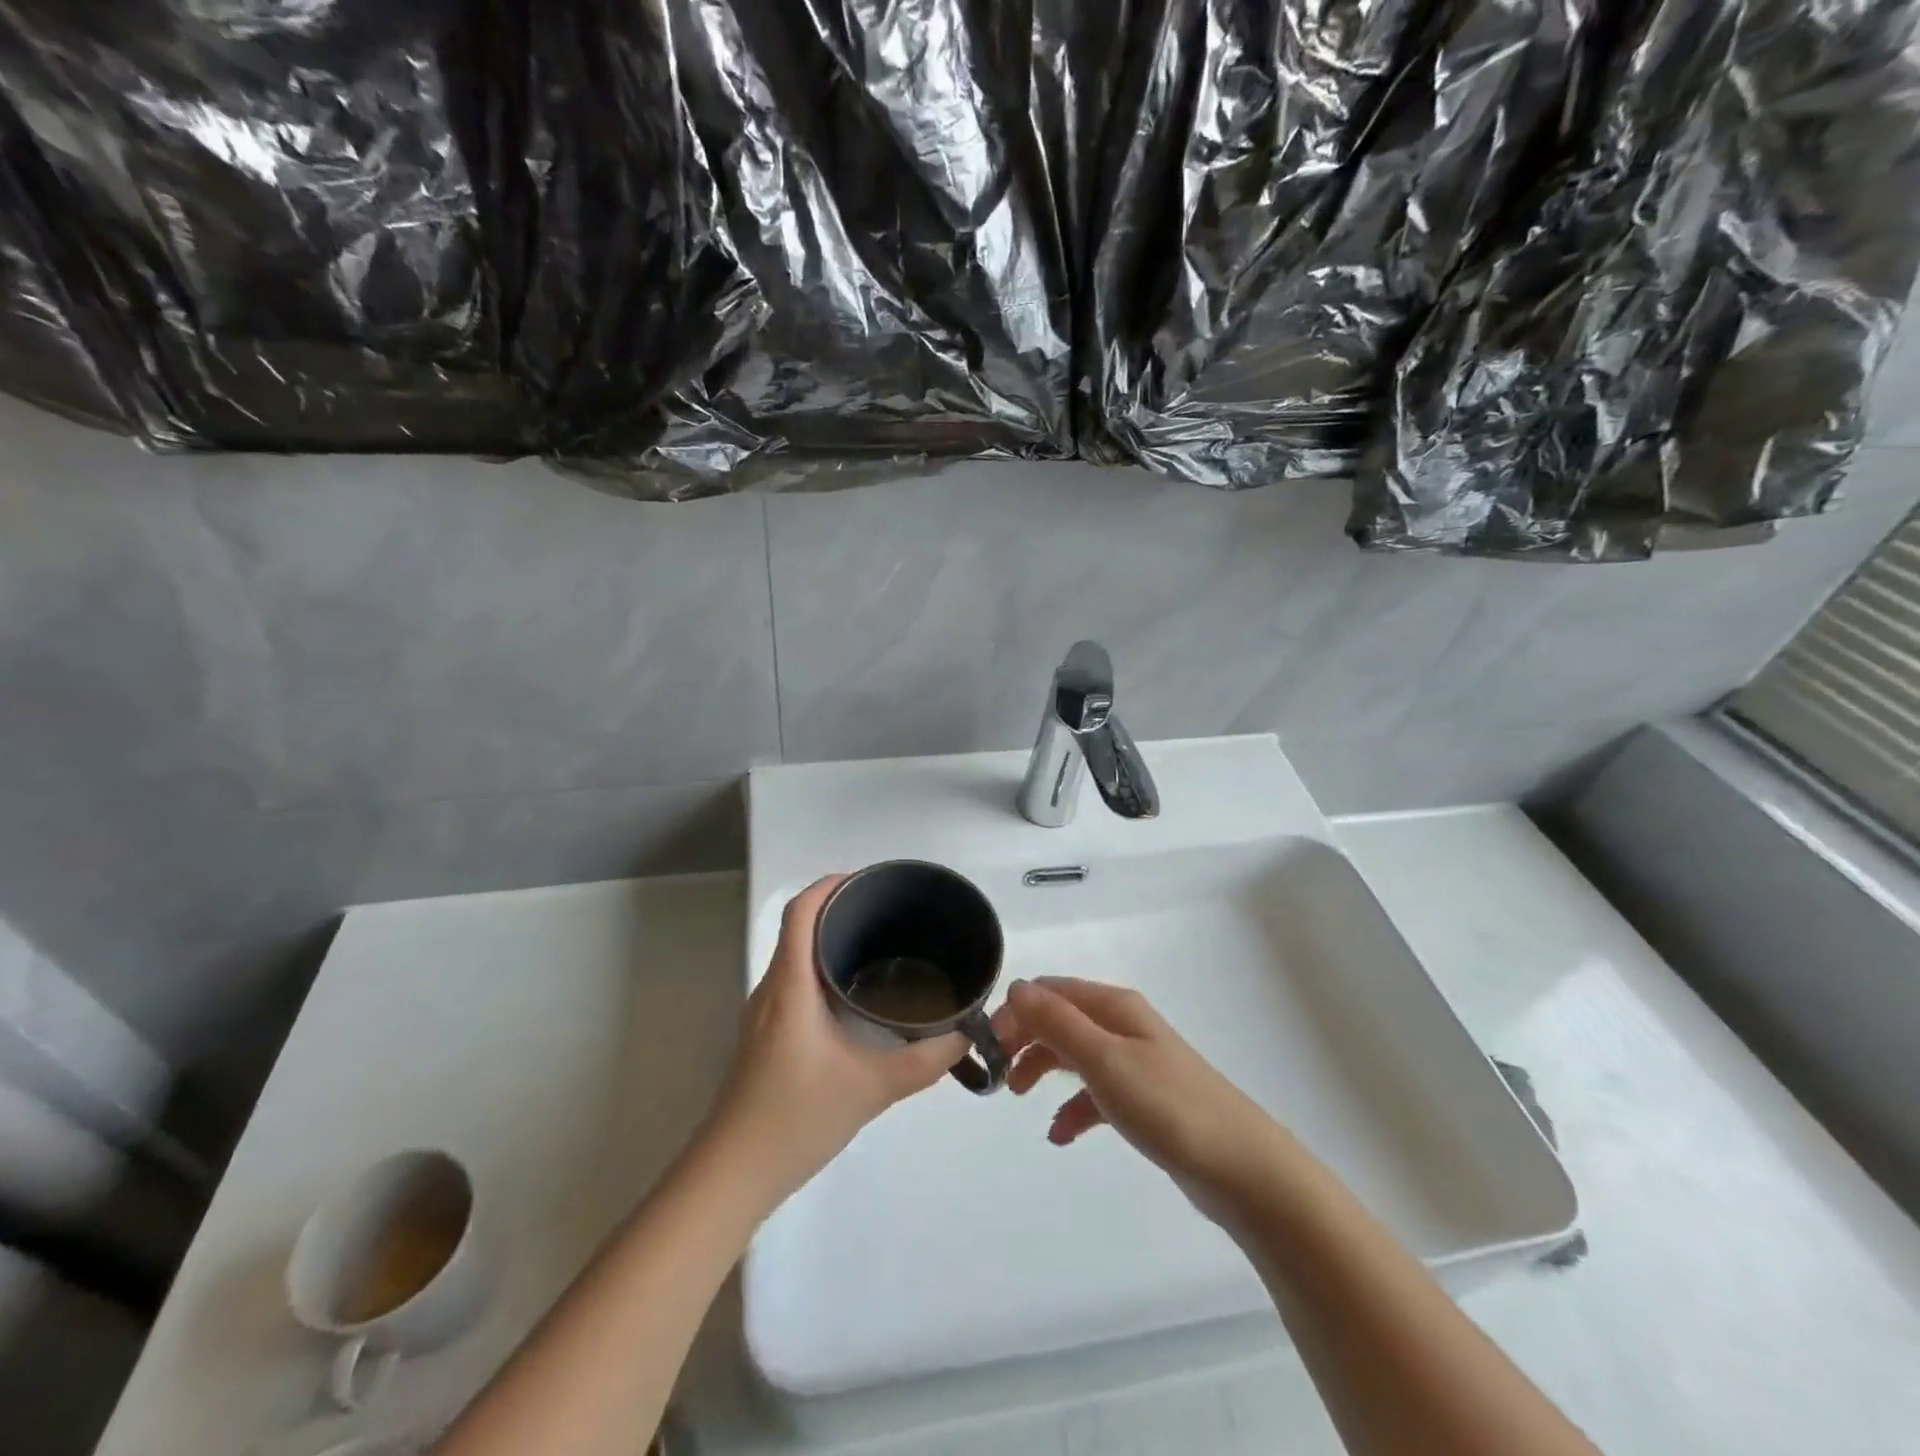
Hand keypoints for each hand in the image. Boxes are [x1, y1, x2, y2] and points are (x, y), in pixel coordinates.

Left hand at [702, 876, 967, 1207]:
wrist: (733, 1175)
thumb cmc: (795, 1119)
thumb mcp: (871, 1088)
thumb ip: (924, 1062)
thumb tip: (963, 1036)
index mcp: (791, 986)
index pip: (800, 912)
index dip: (830, 885)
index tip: (870, 881)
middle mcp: (773, 989)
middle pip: (798, 926)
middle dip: (839, 907)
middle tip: (889, 911)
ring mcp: (764, 1013)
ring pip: (795, 955)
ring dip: (829, 939)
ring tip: (879, 942)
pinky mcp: (766, 1035)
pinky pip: (795, 981)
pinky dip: (823, 968)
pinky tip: (855, 993)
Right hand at [1001, 976, 1285, 1210]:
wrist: (1241, 1168)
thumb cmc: (1167, 1105)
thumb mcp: (1103, 1059)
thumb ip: (1057, 1022)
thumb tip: (1016, 986)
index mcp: (1113, 1007)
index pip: (1050, 992)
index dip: (1016, 1012)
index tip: (988, 1047)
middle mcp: (1123, 1026)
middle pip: (1060, 1020)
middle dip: (1025, 1039)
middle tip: (998, 1074)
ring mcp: (1136, 1062)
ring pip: (1075, 1054)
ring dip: (1044, 1068)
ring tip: (1020, 1097)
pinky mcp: (1145, 1100)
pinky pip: (1096, 1093)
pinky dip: (1073, 1107)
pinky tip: (1060, 1134)